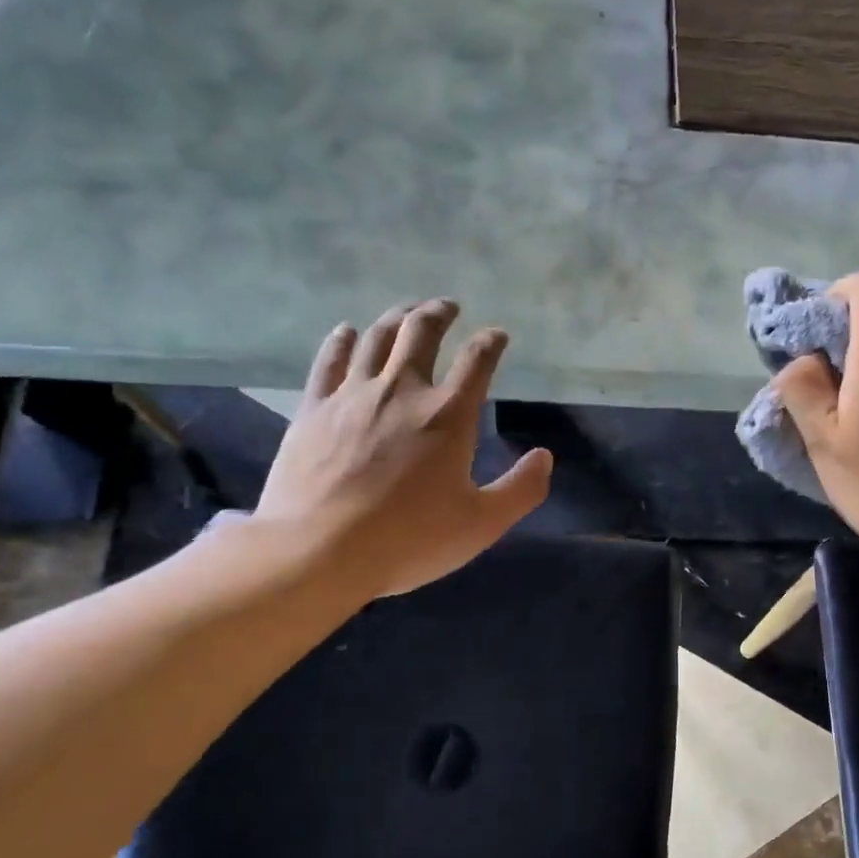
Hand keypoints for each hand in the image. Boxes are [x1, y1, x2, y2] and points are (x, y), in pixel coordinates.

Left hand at [251, 300, 551, 598]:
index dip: (491, 342)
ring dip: (396, 318)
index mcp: (448, 415)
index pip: (477, 361)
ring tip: (407, 312)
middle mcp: (402, 390)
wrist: (318, 550)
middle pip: (421, 332)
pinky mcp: (314, 408)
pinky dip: (341, 340)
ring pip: (376, 337)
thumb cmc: (408, 539)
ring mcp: (353, 395)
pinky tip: (346, 331)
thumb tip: (544, 457)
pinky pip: (329, 361)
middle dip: (439, 313)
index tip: (498, 335)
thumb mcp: (481, 524)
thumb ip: (520, 489)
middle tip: (448, 307)